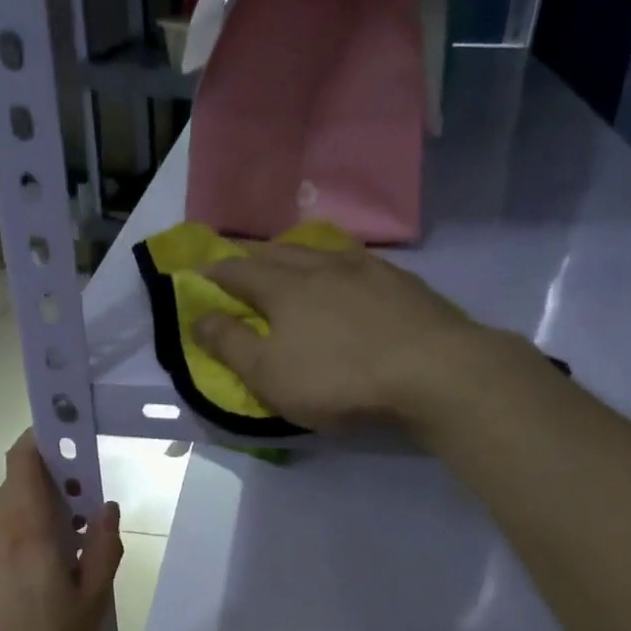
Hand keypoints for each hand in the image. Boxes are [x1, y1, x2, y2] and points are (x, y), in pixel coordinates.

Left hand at [0, 432, 123, 630]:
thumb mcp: (90, 604)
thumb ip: (104, 549)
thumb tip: (106, 507)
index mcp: (25, 528)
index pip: (24, 457)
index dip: (46, 436)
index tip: (76, 438)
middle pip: (21, 482)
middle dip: (57, 482)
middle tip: (90, 512)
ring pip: (12, 511)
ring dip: (43, 513)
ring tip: (74, 551)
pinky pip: (2, 536)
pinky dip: (26, 535)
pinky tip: (45, 576)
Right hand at [192, 243, 489, 430]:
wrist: (432, 372)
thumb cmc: (338, 379)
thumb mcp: (269, 374)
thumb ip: (230, 345)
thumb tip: (198, 317)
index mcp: (284, 287)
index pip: (239, 271)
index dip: (215, 272)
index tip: (199, 271)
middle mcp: (323, 265)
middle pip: (279, 252)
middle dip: (253, 255)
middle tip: (240, 258)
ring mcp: (368, 269)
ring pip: (322, 251)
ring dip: (298, 253)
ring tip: (291, 259)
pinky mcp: (403, 282)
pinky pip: (359, 263)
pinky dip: (340, 265)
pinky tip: (348, 275)